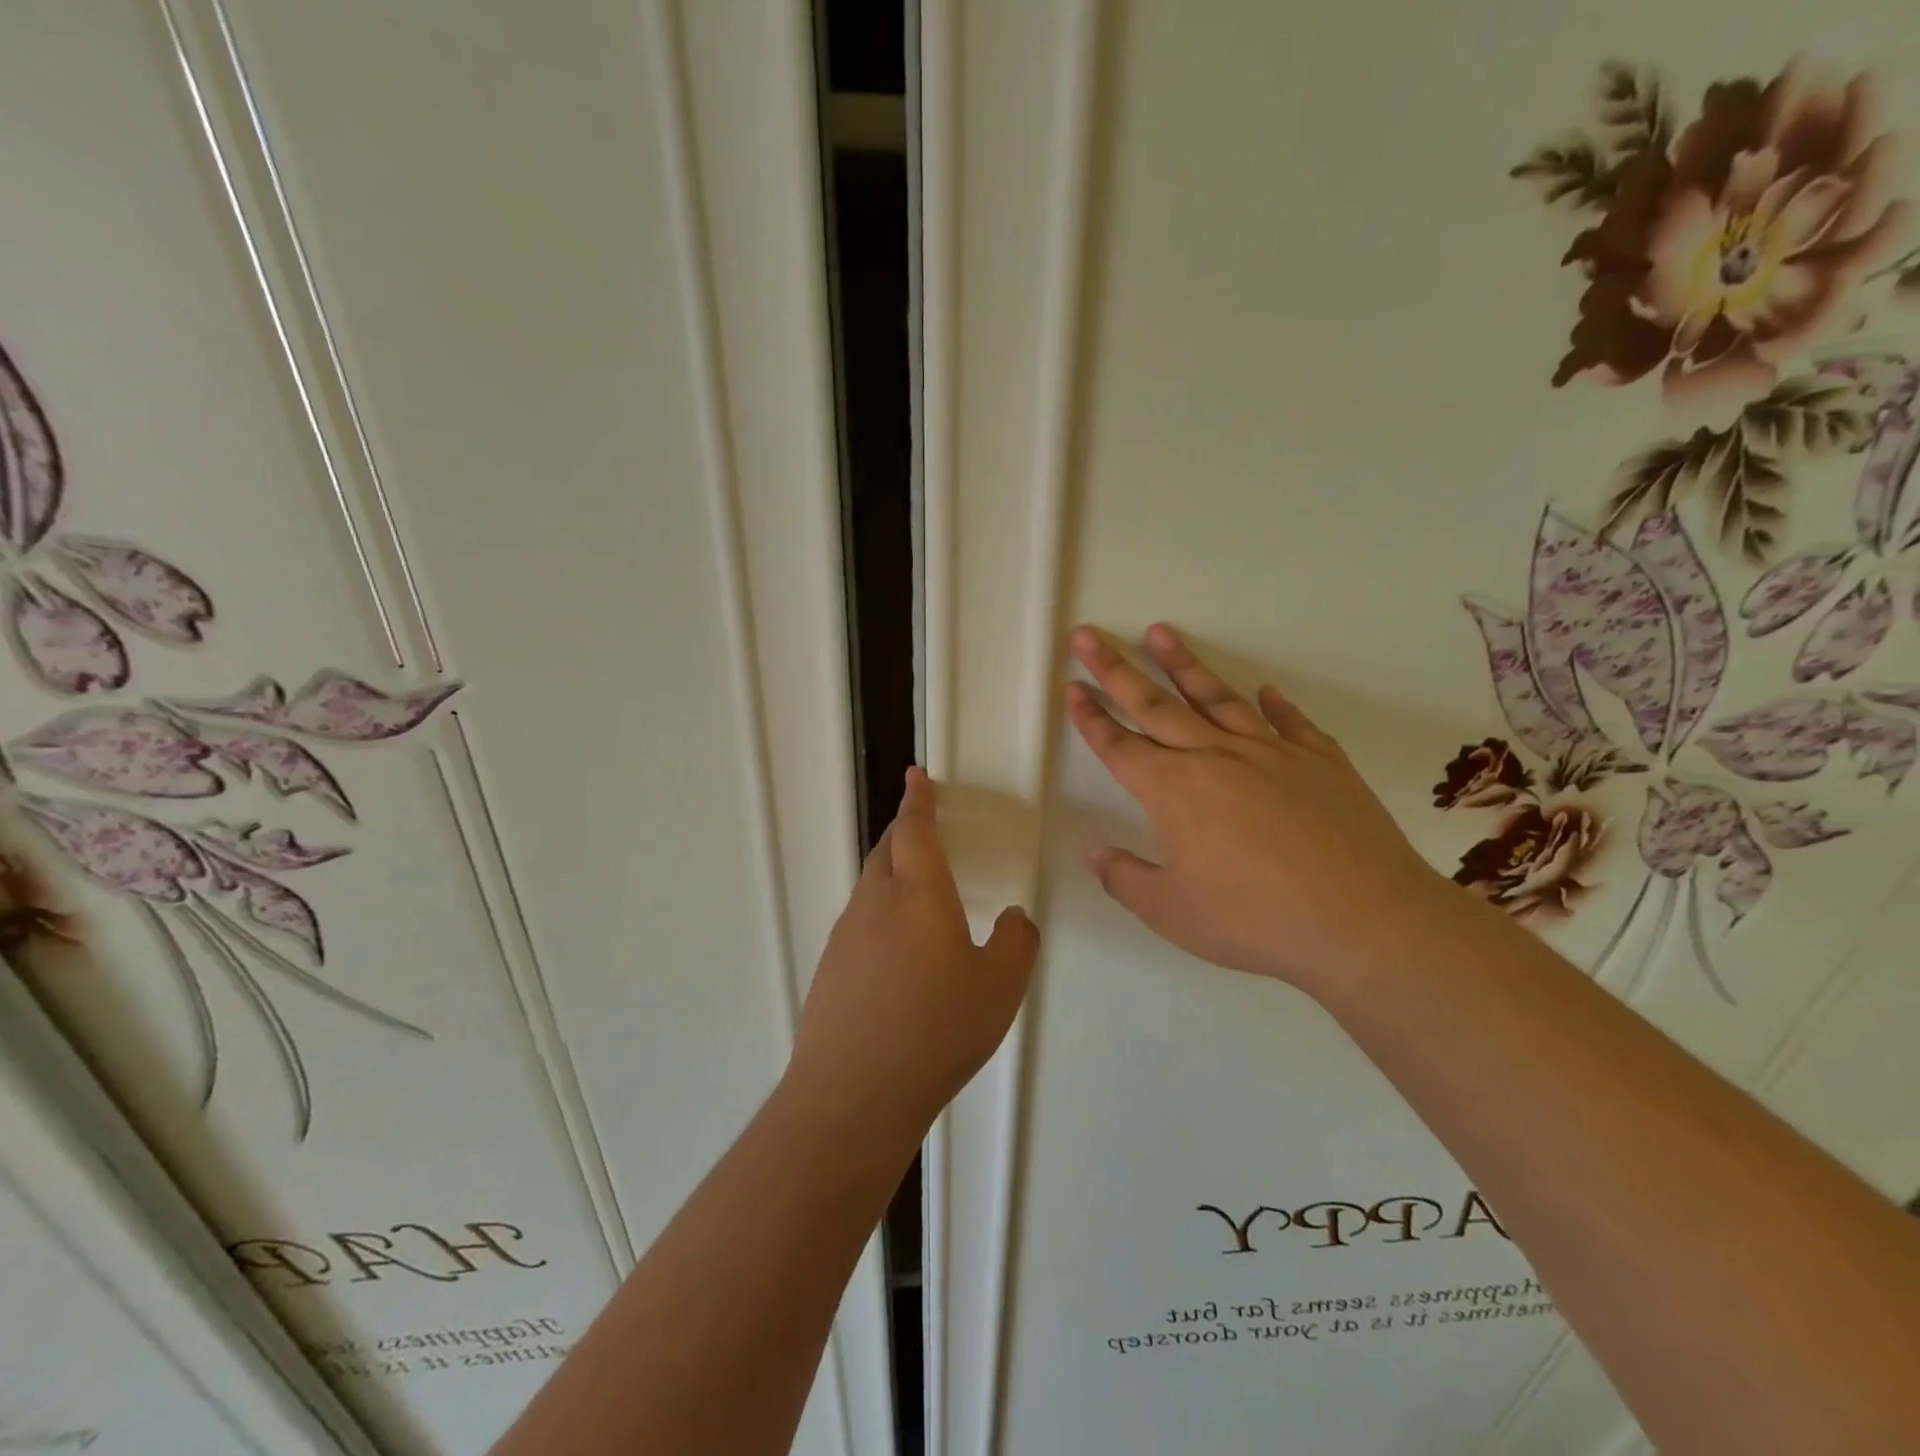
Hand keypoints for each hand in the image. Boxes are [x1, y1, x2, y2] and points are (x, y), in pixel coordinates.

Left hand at [788, 768, 1039, 1132]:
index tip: (916, 775)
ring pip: (870, 886)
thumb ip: (1016, 942)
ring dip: (892, 873)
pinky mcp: (830, 968)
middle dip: (905, 830)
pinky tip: (896, 954)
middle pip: (887, 850)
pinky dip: (880, 915)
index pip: (916, 830)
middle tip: (922, 826)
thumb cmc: (936, 1030)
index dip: (919, 799)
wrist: (854, 1093)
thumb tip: (1012, 919)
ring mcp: (846, 935)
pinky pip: (859, 923)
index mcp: (918, 894)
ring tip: (916, 892)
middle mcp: (875, 903)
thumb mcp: (1000, 987)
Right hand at [1066, 624, 1450, 990]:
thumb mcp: (1172, 913)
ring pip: (1217, 698)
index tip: (1072, 687)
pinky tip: (1265, 691)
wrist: (1365, 920)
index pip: (1119, 746)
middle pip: (1155, 704)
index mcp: (1173, 791)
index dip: (1091, 718)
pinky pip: (1290, 722)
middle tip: (1089, 635)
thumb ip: (1126, 879)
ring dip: (1183, 664)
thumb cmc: (1255, 919)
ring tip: (1160, 632)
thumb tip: (1095, 855)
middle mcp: (1215, 757)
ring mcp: (1272, 753)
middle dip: (1115, 669)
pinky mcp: (1321, 762)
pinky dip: (1275, 704)